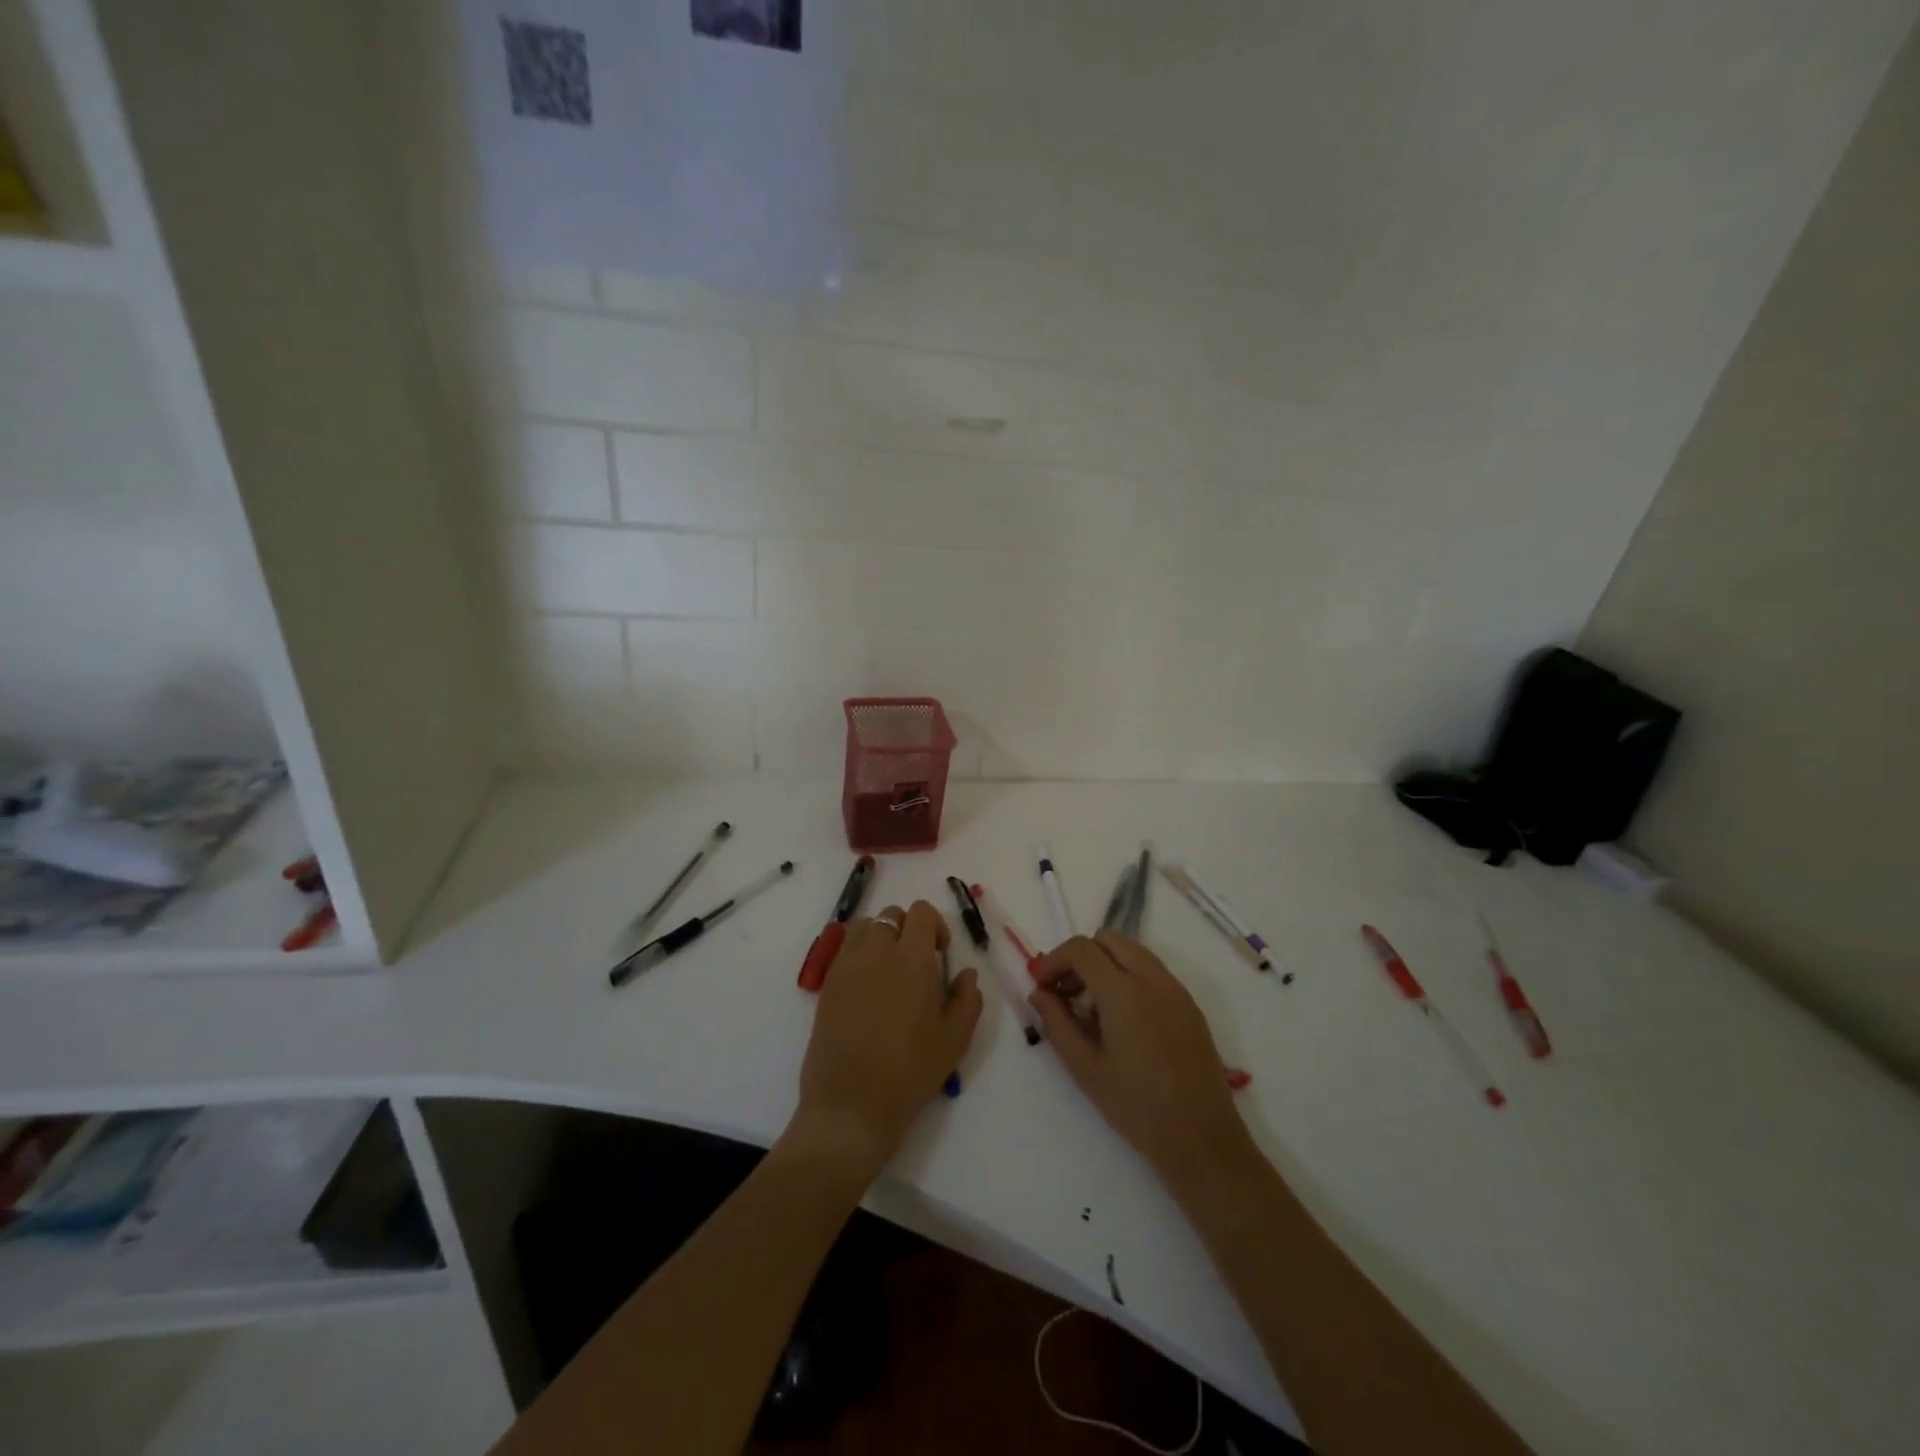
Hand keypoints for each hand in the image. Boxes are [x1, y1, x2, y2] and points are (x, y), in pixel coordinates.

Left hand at [793, 900, 982, 1180]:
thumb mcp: (955, 1039)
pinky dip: (859, 954)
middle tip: (917, 964)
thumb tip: (966, 973)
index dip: (935, 925)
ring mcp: (846, 965)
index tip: (940, 953)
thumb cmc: (910, 1071)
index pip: (921, 912)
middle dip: (908, 930)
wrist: (851, 1104)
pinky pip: (844, 950)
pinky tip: (868, 987)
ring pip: (865, 927)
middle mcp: (876, 951)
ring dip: (881, 937)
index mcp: (912, 958)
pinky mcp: (827, 984)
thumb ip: (968, 998)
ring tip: (889, 971)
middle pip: (892, 915)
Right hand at [1030, 932, 1255, 1192]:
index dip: (1054, 960)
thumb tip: (1039, 993)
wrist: (1201, 1138)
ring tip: (1092, 1007)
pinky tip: (1122, 1019)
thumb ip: (1056, 1023)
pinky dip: (1129, 976)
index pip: (1081, 949)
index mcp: (1123, 991)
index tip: (1042, 986)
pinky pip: (1152, 971)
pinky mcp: (1189, 1004)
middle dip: (1080, 957)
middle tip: (1066, 992)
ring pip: (1132, 950)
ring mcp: (1175, 989)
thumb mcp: (1084, 1068)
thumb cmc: (1136, 1107)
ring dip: (1105, 964)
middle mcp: (1152, 978)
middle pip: (1108, 939)